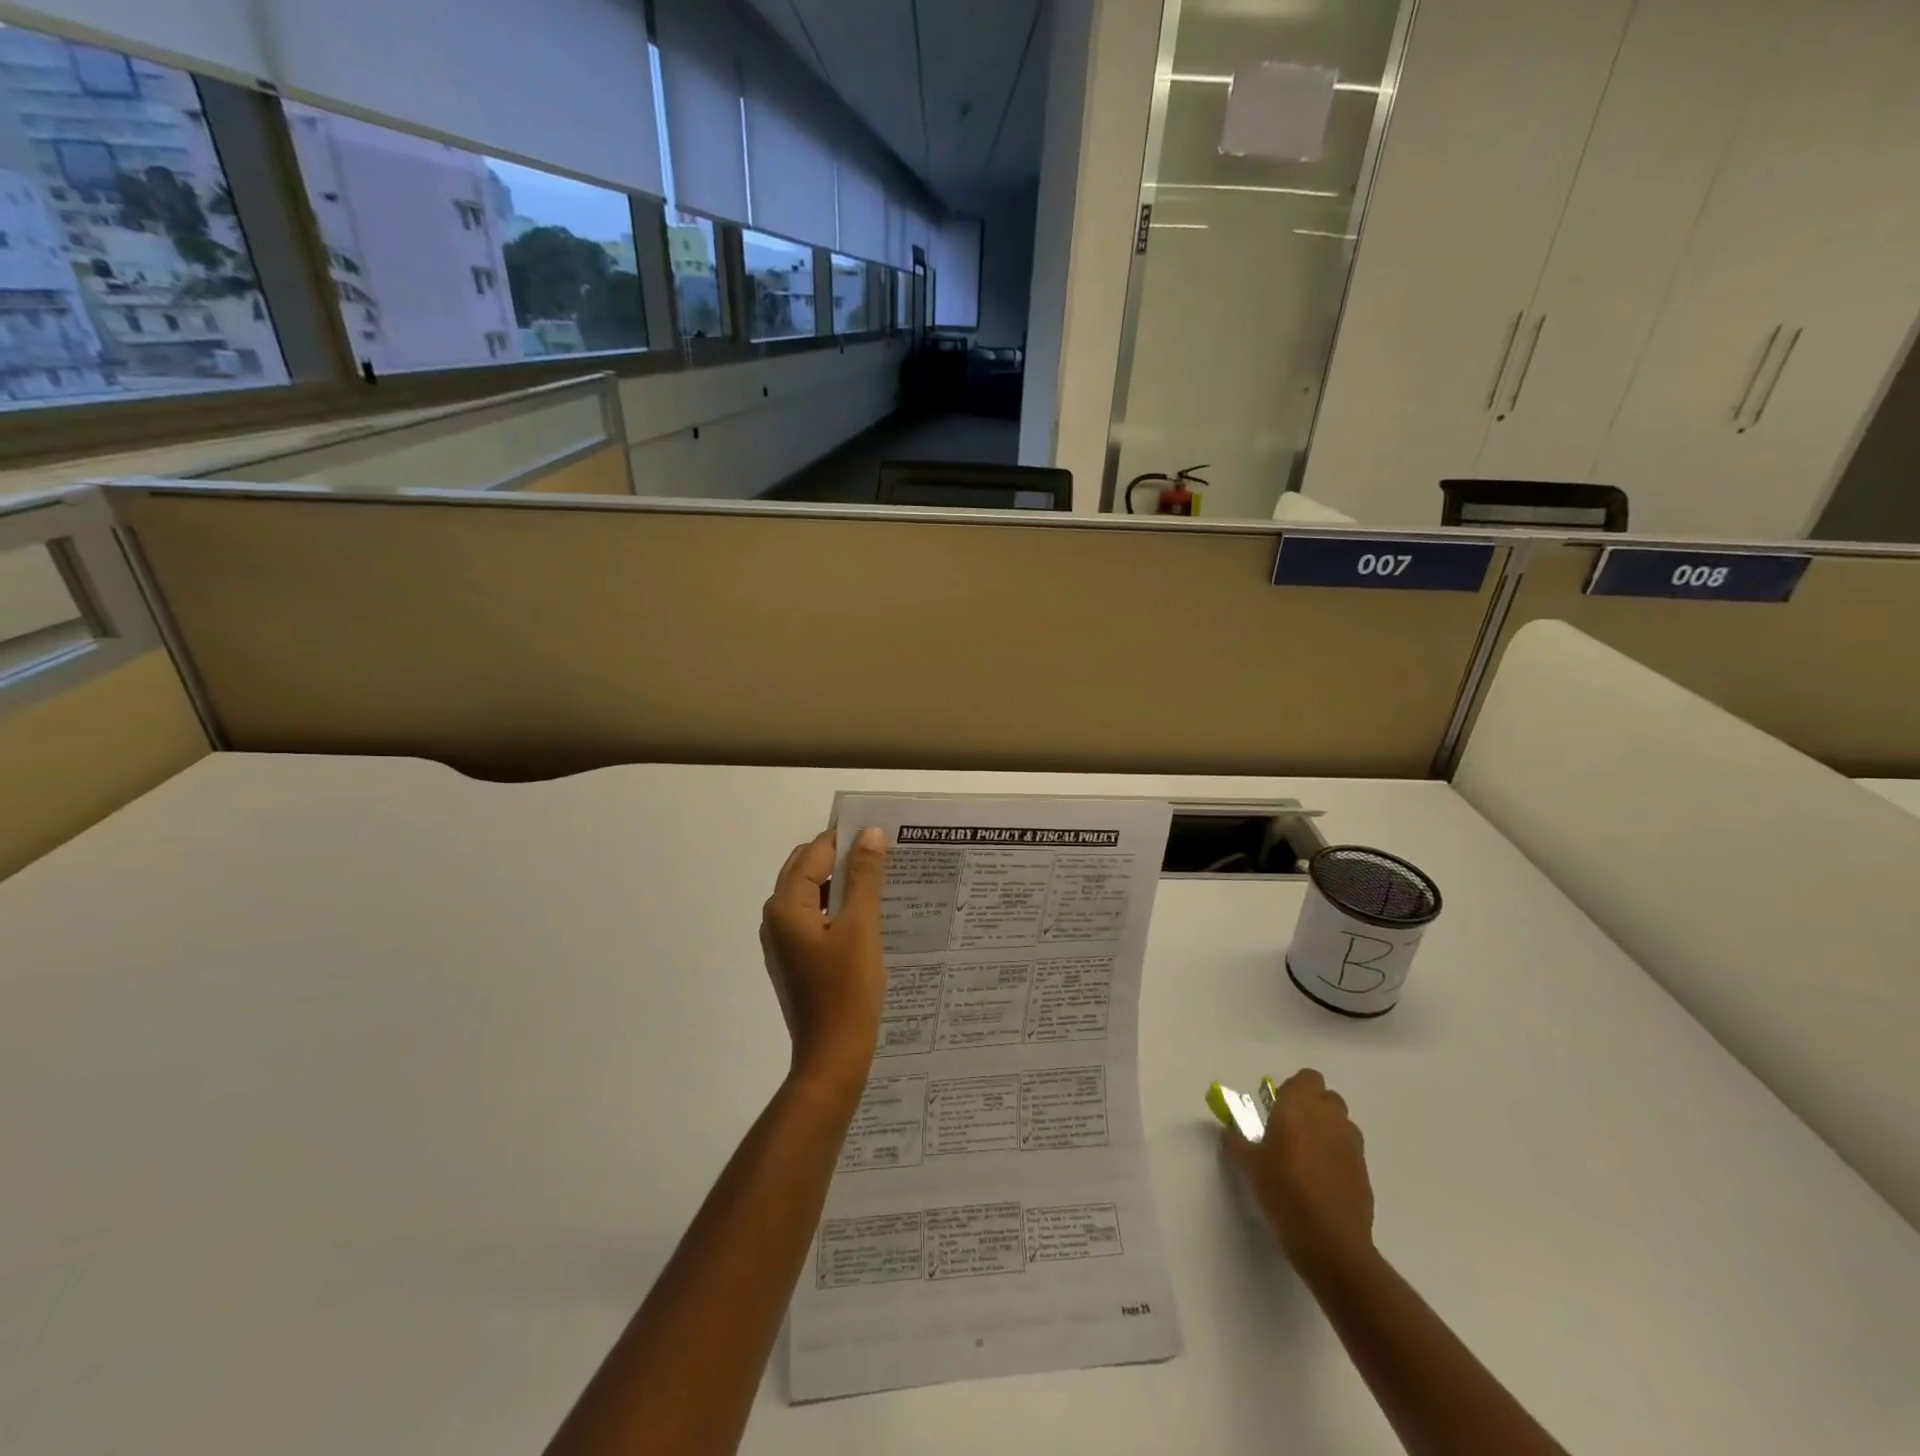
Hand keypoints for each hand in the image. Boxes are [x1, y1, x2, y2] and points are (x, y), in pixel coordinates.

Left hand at [760, 827, 888, 1096]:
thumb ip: (864, 877)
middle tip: (882, 851)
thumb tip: (871, 834)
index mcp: (785, 906)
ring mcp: (783, 941)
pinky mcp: (796, 959)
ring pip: (811, 894)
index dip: (846, 838)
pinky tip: (867, 913)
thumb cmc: (847, 990)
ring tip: (880, 878)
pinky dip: (837, 907)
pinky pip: (815, 918)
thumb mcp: (861, 926)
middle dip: (842, 857)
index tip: (880, 830)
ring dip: (841, 882)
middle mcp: (776, 918)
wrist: (833, 1057)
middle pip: (807, 870)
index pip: (815, 853)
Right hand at [1221, 1068, 1374, 1269]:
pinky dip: (1338, 1157)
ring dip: (1327, 1131)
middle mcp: (1330, 1117)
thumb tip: (1227, 1133)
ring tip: (1308, 1157)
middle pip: (1327, 1098)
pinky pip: (1349, 1152)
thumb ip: (1236, 1142)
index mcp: (1300, 1106)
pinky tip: (1322, 1181)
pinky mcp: (1365, 1172)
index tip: (1278, 1108)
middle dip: (1313, 1108)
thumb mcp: (1248, 1165)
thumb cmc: (1283, 1189)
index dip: (1294, 1089)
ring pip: (1341, 1124)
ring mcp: (1352, 1145)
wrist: (1329, 1240)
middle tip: (1291, 1130)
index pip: (1308, 1078)